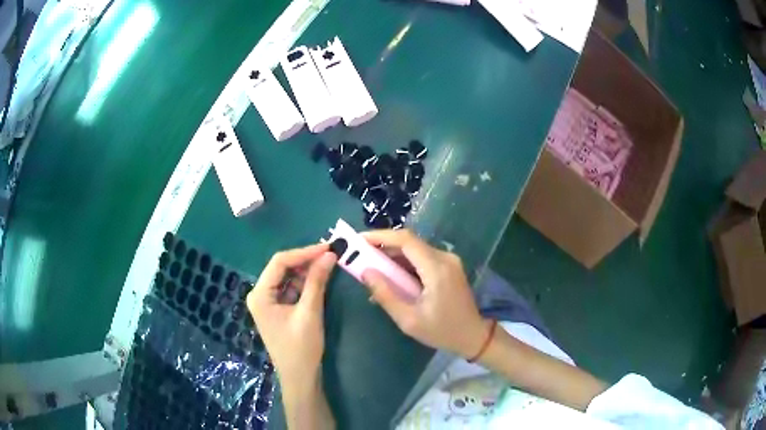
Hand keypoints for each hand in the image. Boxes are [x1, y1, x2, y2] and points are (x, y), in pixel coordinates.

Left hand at [246, 244, 336, 392]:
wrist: (300, 377)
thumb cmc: (301, 347)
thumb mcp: (310, 312)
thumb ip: (317, 282)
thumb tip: (329, 255)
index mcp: (260, 294)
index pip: (280, 262)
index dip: (304, 252)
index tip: (327, 247)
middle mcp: (260, 294)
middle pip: (282, 268)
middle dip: (306, 260)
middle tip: (330, 254)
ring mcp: (268, 302)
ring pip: (288, 278)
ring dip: (307, 271)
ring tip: (328, 263)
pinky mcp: (278, 310)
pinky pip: (291, 289)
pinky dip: (306, 284)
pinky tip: (320, 279)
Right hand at [360, 230, 489, 358]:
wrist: (473, 336)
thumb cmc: (441, 331)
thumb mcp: (409, 320)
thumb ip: (386, 294)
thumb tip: (365, 272)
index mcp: (437, 269)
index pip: (405, 240)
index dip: (380, 236)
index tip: (359, 240)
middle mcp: (445, 258)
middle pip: (409, 243)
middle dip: (382, 247)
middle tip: (360, 256)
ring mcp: (449, 261)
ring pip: (415, 250)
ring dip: (392, 256)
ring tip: (372, 269)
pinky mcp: (449, 266)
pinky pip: (422, 258)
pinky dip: (404, 264)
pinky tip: (392, 278)